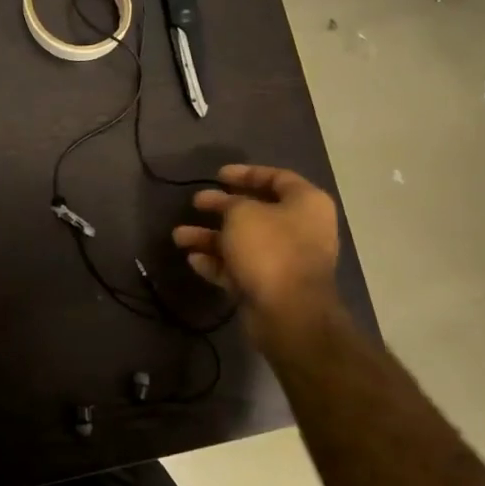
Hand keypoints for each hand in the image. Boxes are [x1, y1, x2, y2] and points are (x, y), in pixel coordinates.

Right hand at [171, 164, 339, 346]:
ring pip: (242, 242)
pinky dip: (217, 262)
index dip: (246, 173)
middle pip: (255, 211)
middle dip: (220, 208)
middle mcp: (299, 229)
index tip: (218, 175)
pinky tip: (192, 259)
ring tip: (179, 236)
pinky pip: (240, 268)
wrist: (288, 312)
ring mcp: (285, 260)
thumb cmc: (269, 249)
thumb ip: (230, 203)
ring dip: (210, 238)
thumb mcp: (242, 213)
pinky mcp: (269, 286)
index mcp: (305, 204)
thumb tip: (225, 205)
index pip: (276, 178)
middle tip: (195, 203)